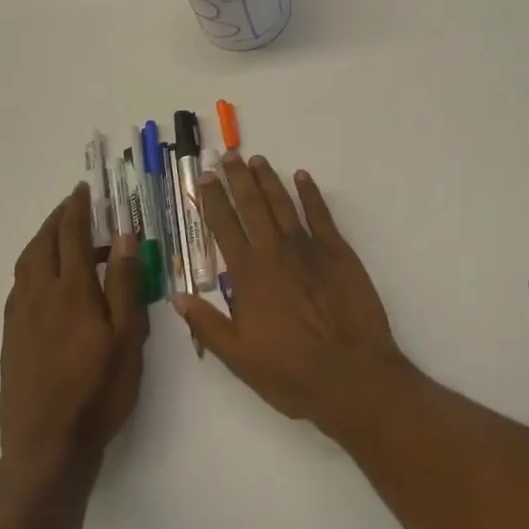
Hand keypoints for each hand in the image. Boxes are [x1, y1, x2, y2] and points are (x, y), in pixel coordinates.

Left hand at [0, 183, 148, 483]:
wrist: (47, 446)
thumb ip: (125, 283)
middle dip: (56, 220)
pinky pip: (19, 286)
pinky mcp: (11, 339)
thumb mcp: (127, 336)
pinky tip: (46, 279)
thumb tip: (123, 237)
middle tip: (72, 205)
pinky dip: (32, 267)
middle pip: (42, 245)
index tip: (82, 190)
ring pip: (26, 265)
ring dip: (42, 241)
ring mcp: (20, 318)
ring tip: (61, 235)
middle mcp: (39, 296)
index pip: (72, 237)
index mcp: (72, 292)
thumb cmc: (99, 389)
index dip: (77, 210)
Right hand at [176, 155, 407, 435]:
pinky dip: (310, 193)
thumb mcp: (238, 358)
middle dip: (237, 179)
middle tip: (228, 156)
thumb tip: (178, 296)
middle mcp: (275, 252)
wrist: (350, 373)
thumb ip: (207, 324)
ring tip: (257, 160)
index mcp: (248, 276)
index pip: (224, 227)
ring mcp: (308, 247)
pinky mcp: (338, 250)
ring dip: (268, 180)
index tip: (203, 178)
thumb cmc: (291, 372)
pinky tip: (302, 177)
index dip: (212, 200)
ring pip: (283, 203)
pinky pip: (320, 213)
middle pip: (252, 206)